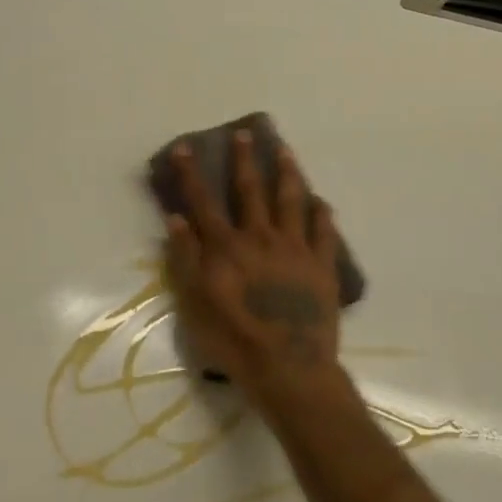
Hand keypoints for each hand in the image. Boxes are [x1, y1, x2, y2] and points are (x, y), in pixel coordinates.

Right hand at [163, 130, 347, 411]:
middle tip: (246, 134)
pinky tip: (321, 202)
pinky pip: (324, 233)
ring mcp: (295, 249)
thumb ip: (186, 258)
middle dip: (245, 160)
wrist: (288, 367)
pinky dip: (322, 215)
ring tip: (286, 151)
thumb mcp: (194, 303)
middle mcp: (260, 237)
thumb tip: (177, 219)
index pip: (203, 202)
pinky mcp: (321, 266)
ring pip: (291, 201)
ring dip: (287, 173)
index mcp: (226, 246)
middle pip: (250, 190)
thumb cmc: (233, 339)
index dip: (191, 174)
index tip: (184, 147)